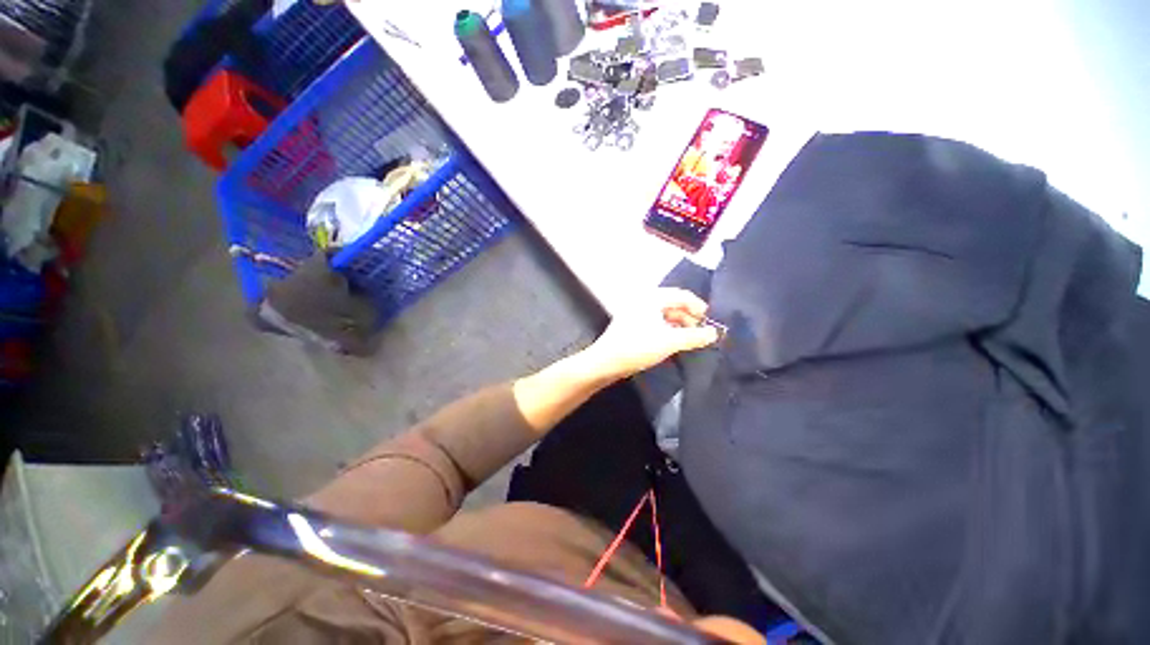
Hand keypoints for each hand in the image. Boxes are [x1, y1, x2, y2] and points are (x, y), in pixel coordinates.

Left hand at [581, 288, 719, 381]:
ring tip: (691, 340)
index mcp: (651, 297)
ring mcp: (637, 313)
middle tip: (702, 334)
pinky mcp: (633, 325)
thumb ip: (694, 336)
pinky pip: (656, 323)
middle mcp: (644, 301)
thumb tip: (714, 333)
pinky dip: (668, 330)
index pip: (681, 295)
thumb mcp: (669, 341)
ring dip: (680, 325)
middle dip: (689, 318)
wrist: (606, 362)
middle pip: (673, 304)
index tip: (710, 322)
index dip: (698, 307)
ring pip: (665, 315)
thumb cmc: (638, 347)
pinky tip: (675, 342)